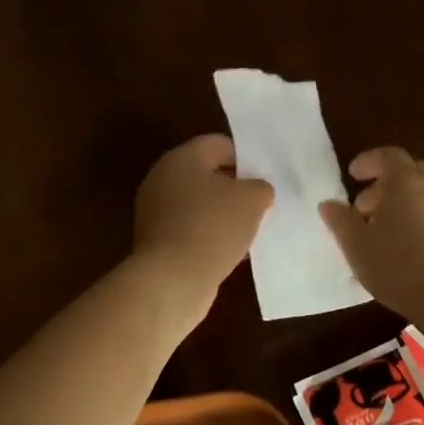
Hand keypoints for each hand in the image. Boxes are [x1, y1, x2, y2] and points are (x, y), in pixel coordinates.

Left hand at [132, 134, 273, 321]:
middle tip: (262, 203)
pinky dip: (210, 236)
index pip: (219, 144)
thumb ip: (260, 187)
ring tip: (251, 229)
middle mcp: (163, 179)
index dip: (247, 158)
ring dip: (223, 214)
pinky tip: (232, 251)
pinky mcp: (157, 241)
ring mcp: (156, 212)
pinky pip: (191, 229)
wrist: (172, 280)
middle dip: (235, 187)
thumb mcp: (252, 200)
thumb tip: (256, 191)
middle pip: (207, 174)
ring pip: (199, 204)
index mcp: (182, 158)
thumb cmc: (212, 228)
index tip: (267, 177)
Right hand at [320, 146, 423, 325]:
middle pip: (410, 173)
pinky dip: (418, 222)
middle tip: (364, 208)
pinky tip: (406, 251)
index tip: (353, 174)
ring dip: (403, 205)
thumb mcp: (357, 246)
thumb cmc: (399, 265)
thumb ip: (341, 221)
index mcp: (405, 182)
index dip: (369, 161)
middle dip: (385, 185)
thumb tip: (329, 204)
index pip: (388, 156)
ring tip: (382, 234)